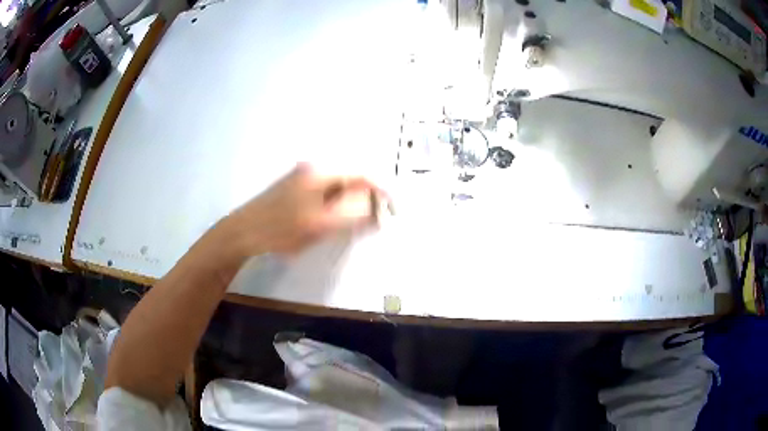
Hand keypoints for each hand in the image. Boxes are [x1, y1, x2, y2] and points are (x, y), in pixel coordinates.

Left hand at [219, 163, 383, 258]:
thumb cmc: (281, 229)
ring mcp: (304, 176)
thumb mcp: (320, 224)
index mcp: (321, 172)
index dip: (381, 190)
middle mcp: (314, 168)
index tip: (392, 208)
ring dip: (352, 202)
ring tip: (356, 223)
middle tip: (374, 220)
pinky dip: (338, 204)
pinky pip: (327, 192)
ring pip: (339, 186)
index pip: (362, 174)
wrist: (243, 232)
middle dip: (366, 198)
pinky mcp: (298, 187)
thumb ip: (352, 214)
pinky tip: (333, 220)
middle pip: (351, 178)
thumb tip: (375, 208)